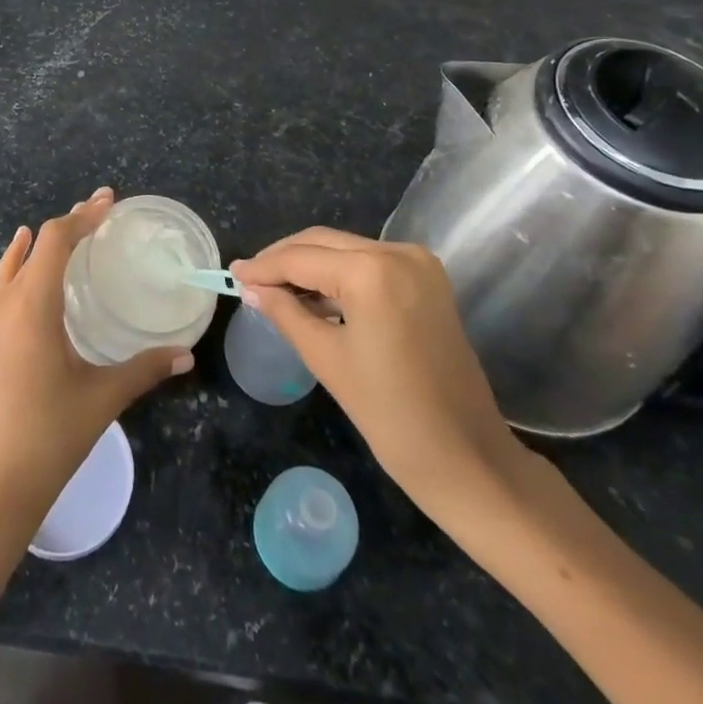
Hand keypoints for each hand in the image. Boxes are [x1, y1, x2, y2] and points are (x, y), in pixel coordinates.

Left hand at [0, 187, 192, 538]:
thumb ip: (145, 369)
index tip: (108, 201)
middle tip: (99, 214)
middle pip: (35, 245)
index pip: (55, 240)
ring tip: (71, 233)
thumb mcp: (103, 398)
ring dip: (41, 244)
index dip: (82, 216)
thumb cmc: (50, 436)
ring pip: (14, 264)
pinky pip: (2, 286)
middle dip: (68, 225)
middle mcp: (5, 304)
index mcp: (32, 307)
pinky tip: (27, 269)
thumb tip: (186, 354)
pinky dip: (19, 265)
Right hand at [230, 229, 527, 513]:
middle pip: (323, 243)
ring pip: (345, 249)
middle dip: (284, 260)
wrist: (470, 460)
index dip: (263, 267)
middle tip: (249, 280)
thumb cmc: (392, 416)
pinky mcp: (427, 279)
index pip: (301, 258)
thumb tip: (250, 288)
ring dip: (310, 265)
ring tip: (274, 289)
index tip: (231, 273)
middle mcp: (397, 252)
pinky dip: (338, 274)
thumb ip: (285, 312)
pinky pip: (369, 263)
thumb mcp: (327, 359)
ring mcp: (417, 263)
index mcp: (372, 271)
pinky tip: (313, 294)